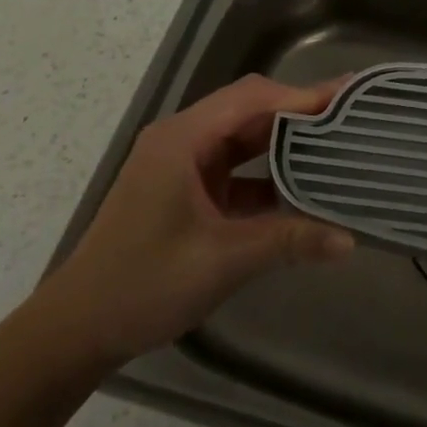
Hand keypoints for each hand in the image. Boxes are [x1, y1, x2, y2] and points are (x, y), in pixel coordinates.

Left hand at [39, 75, 355, 367]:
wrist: (76, 331)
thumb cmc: (143, 284)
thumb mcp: (222, 260)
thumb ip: (287, 241)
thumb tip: (348, 240)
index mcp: (183, 139)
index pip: (253, 99)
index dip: (302, 96)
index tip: (348, 97)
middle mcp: (183, 140)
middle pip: (250, 110)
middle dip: (299, 111)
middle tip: (350, 115)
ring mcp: (183, 166)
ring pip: (244, 139)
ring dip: (285, 142)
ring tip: (334, 143)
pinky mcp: (186, 191)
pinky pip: (236, 170)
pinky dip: (268, 175)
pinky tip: (301, 189)